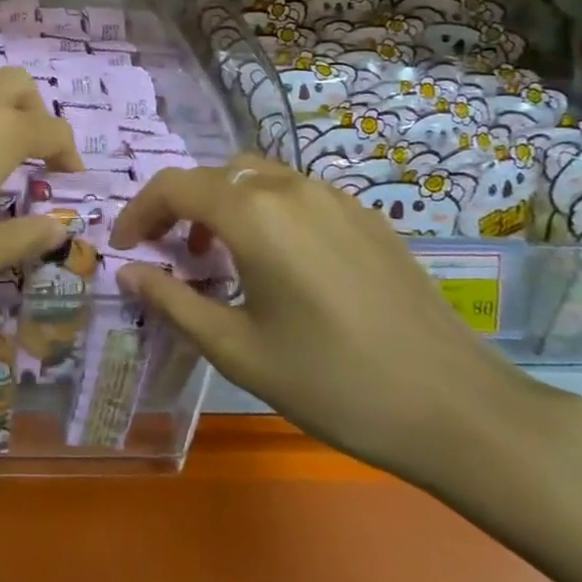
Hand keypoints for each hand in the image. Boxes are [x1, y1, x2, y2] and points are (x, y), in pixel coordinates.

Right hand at [110, 154, 544, 488]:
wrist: (456, 407)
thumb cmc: (334, 384)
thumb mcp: (239, 351)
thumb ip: (173, 302)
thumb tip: (127, 271)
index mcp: (254, 215)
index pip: (175, 186)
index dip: (139, 210)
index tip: (125, 246)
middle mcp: (290, 188)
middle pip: (215, 175)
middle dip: (179, 207)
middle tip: (169, 253)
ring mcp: (335, 196)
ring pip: (256, 177)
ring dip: (223, 204)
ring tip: (218, 257)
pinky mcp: (366, 215)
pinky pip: (296, 193)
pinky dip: (265, 210)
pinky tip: (278, 263)